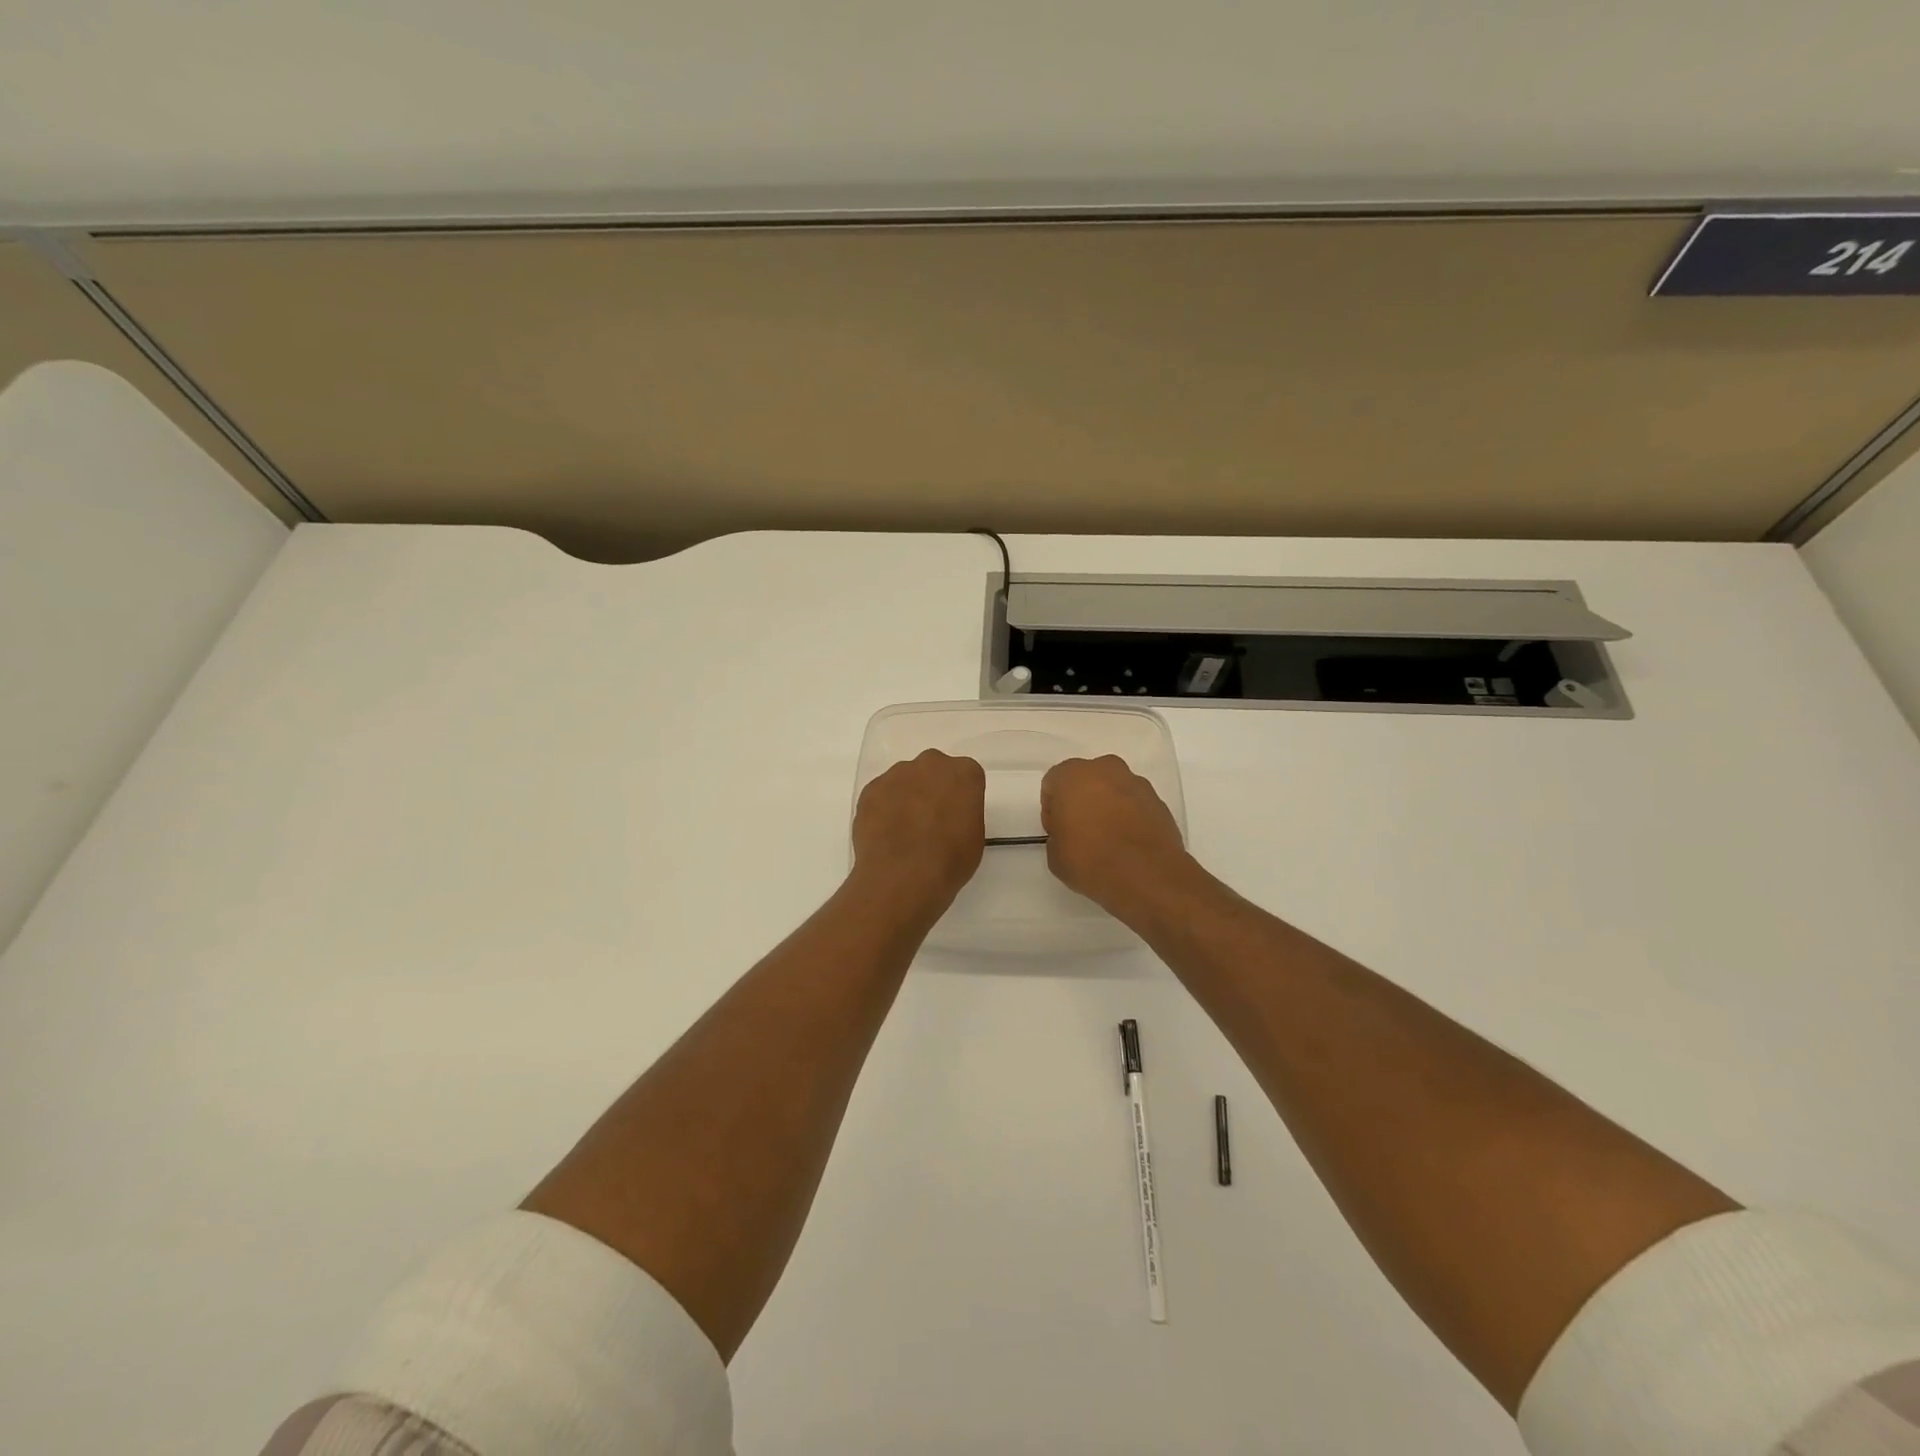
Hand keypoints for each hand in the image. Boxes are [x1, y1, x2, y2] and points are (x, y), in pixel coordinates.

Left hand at [851, 750, 986, 914]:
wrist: (902, 877)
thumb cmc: (950, 860)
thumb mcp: (974, 837)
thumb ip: (964, 814)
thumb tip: (948, 815)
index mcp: (964, 773)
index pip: (967, 777)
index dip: (961, 798)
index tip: (956, 817)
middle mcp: (931, 764)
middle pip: (934, 771)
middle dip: (932, 789)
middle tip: (930, 821)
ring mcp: (897, 774)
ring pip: (905, 781)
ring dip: (906, 797)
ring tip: (903, 832)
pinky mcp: (870, 789)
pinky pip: (881, 795)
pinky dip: (883, 809)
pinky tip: (885, 835)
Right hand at [1041, 756, 1192, 911]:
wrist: (1147, 876)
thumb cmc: (1090, 860)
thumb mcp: (1054, 855)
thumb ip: (1058, 834)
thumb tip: (1070, 834)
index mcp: (1073, 775)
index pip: (1053, 784)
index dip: (1053, 809)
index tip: (1058, 832)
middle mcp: (1106, 770)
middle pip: (1087, 780)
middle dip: (1082, 800)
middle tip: (1081, 832)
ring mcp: (1137, 784)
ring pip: (1114, 790)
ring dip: (1108, 807)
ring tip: (1109, 841)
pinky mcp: (1160, 802)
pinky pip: (1136, 805)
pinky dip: (1130, 818)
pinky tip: (1128, 844)